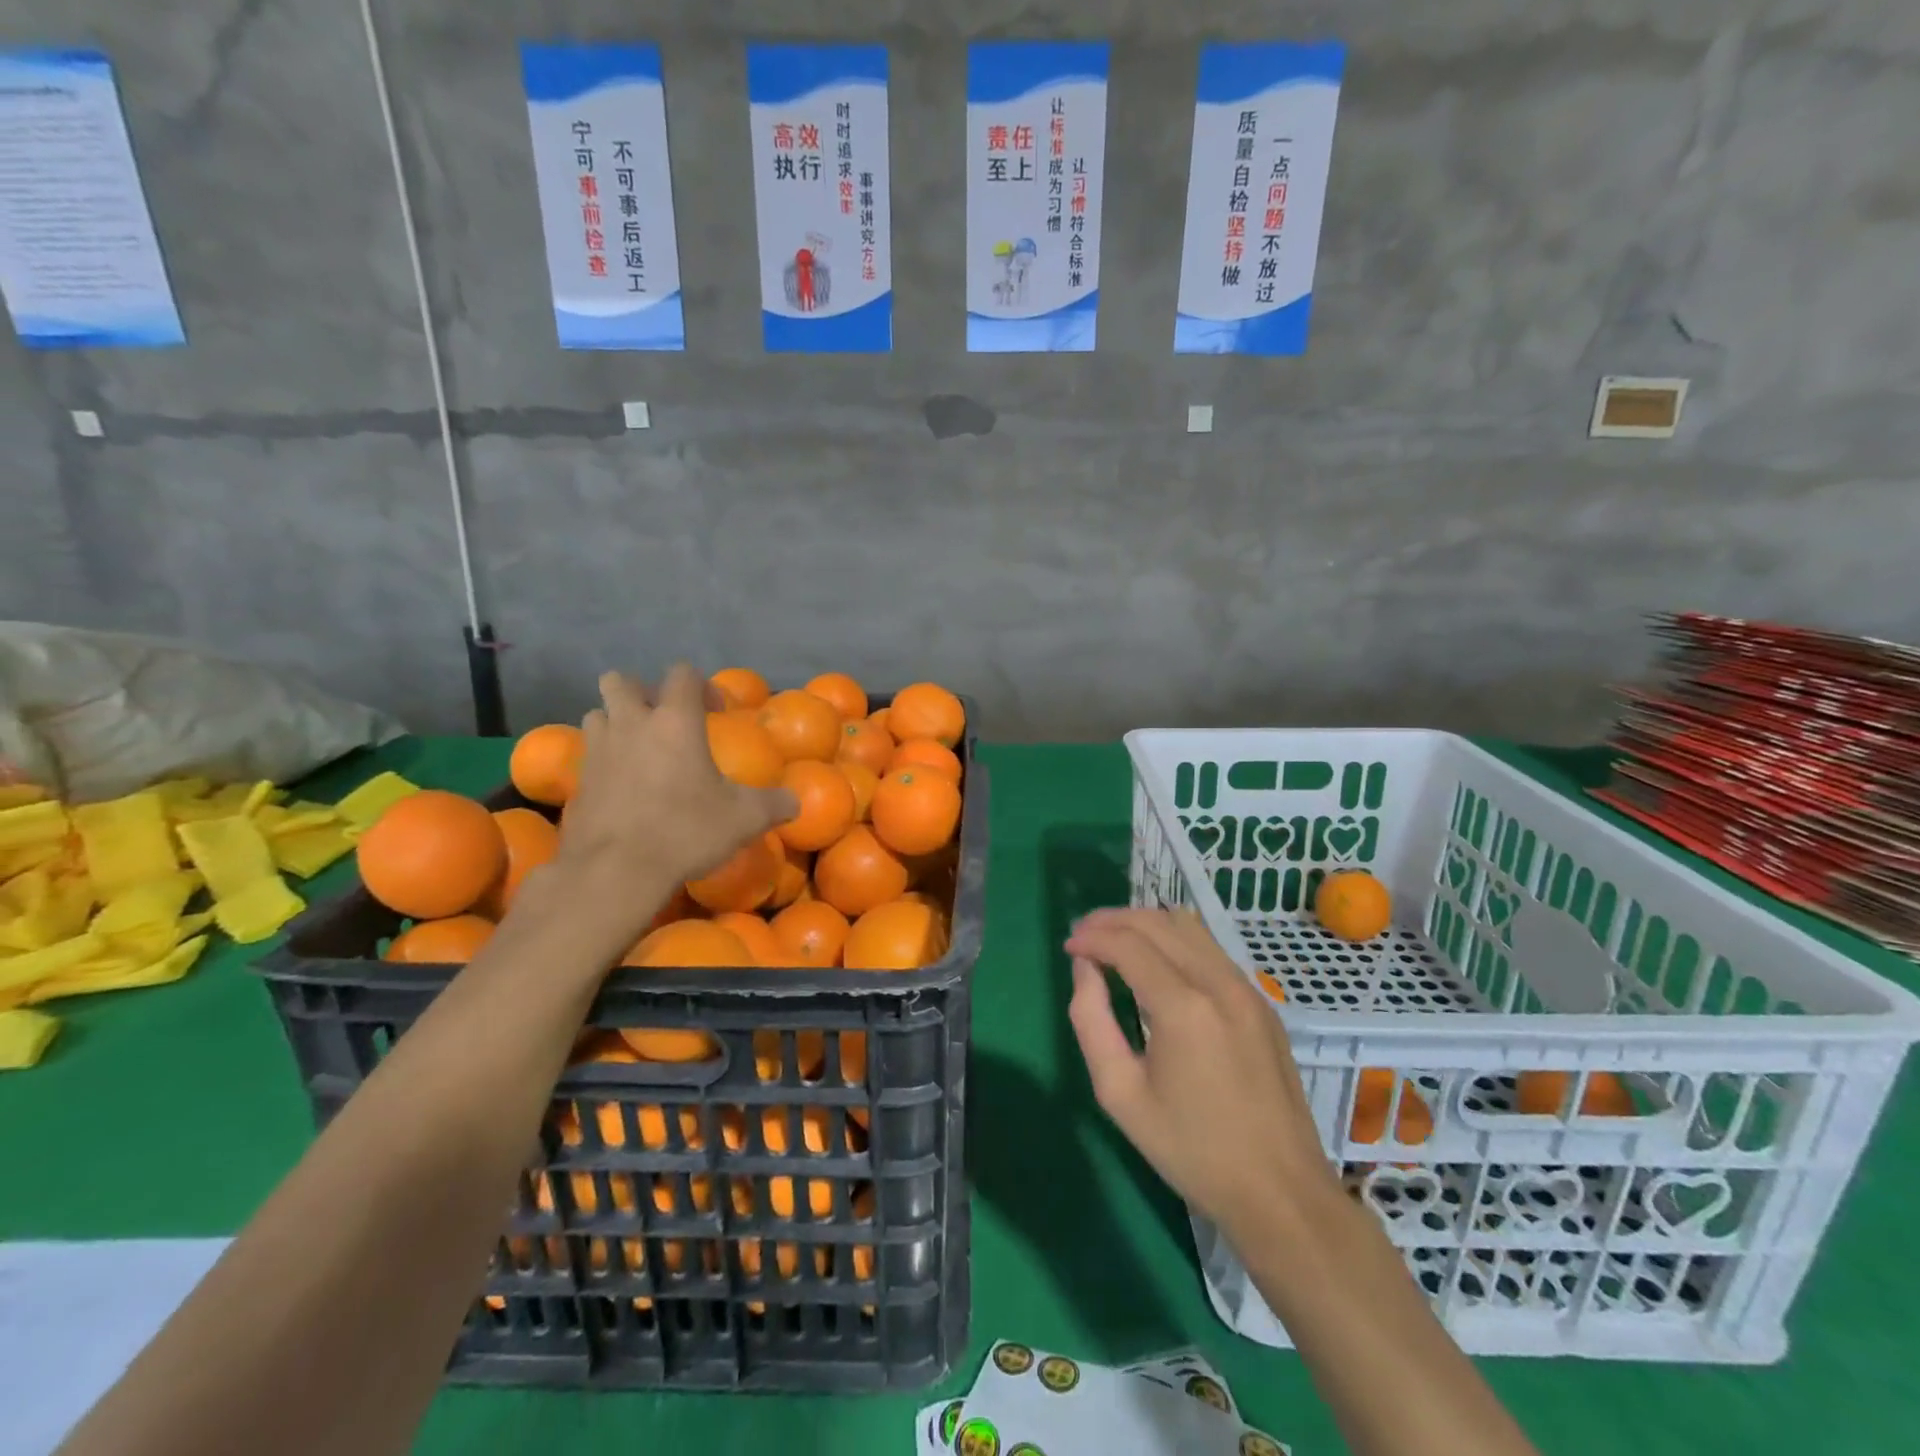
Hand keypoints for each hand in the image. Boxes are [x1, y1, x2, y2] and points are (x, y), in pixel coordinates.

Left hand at [551, 666, 796, 928]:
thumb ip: (774, 804)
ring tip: (639, 750)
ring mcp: (598, 751)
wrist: (615, 871)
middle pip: (620, 681)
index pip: (682, 674)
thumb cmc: (685, 830)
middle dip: (641, 692)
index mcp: (675, 721)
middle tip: (663, 720)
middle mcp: (631, 724)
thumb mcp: (744, 819)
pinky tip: (624, 788)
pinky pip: (589, 755)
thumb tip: (795, 801)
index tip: (716, 712)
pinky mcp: (577, 782)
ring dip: (616, 723)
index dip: (701, 685)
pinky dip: (605, 761)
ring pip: (598, 715)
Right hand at [1065, 907, 1334, 1232]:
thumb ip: (1091, 1021)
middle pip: (1158, 923)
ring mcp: (1247, 990)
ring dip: (1145, 924)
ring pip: (1188, 928)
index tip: (1068, 946)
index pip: (1128, 944)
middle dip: (1114, 920)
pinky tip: (1157, 961)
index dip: (1092, 937)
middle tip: (1084, 934)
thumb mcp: (1120, 1094)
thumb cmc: (1192, 1150)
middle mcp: (1219, 983)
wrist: (1281, 1194)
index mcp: (1183, 1008)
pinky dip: (1174, 940)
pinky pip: (1211, 950)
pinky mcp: (1262, 1003)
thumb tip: (1085, 969)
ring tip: (1114, 939)